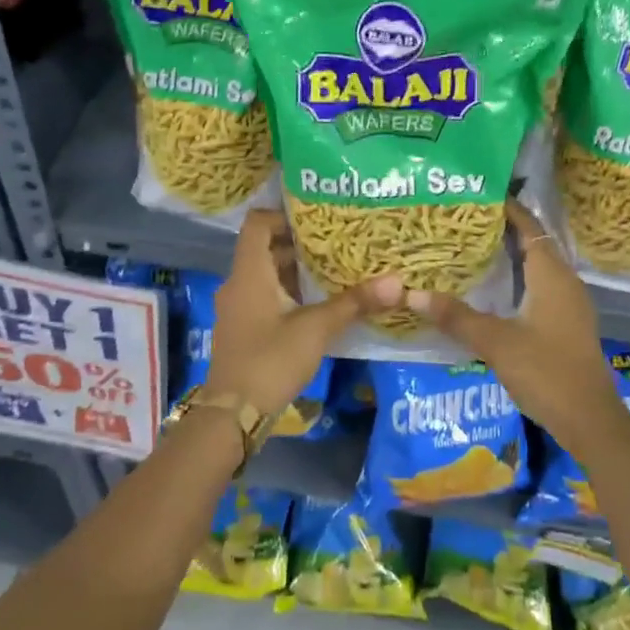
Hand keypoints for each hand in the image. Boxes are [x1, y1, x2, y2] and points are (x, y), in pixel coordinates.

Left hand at [202, 210, 400, 422]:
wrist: (233, 414)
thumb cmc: (271, 360)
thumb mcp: (316, 329)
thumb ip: (354, 303)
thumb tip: (396, 282)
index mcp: (249, 273)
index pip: (257, 224)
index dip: (283, 216)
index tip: (316, 221)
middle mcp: (238, 284)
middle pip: (264, 249)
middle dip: (298, 245)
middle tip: (336, 243)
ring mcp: (237, 308)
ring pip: (265, 275)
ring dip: (295, 271)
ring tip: (333, 270)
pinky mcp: (242, 329)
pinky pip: (264, 297)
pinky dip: (288, 293)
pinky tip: (317, 304)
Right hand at [405, 201, 627, 451]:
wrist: (589, 420)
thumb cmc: (547, 373)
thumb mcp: (496, 343)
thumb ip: (456, 317)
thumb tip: (413, 294)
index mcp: (553, 276)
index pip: (530, 228)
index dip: (508, 210)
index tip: (478, 195)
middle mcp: (565, 282)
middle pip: (534, 244)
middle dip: (503, 230)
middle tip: (465, 222)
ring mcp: (568, 305)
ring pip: (537, 267)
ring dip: (510, 256)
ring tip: (473, 249)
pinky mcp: (565, 325)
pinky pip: (539, 288)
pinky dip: (517, 279)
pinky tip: (492, 290)